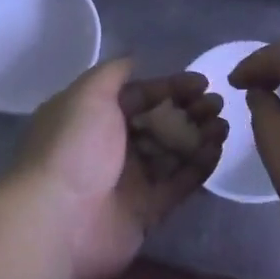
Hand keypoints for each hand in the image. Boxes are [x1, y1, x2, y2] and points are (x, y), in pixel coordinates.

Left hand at [7, 59, 224, 278]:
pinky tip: (218, 149)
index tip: (201, 82)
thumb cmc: (73, 147)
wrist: (56, 219)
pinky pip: (178, 183)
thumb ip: (113, 73)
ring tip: (223, 124)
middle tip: (217, 103)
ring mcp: (129, 180)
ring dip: (198, 136)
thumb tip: (134, 59)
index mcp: (94, 117)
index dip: (170, 87)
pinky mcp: (146, 211)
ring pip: (172, 152)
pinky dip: (198, 166)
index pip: (139, 95)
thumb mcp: (88, 94)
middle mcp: (111, 146)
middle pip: (158, 123)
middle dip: (188, 110)